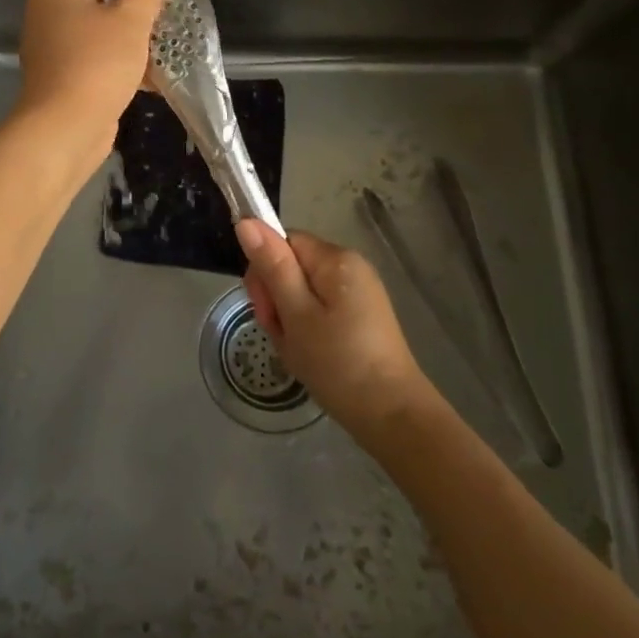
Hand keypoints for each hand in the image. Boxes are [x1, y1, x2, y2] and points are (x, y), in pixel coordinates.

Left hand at [14, 0, 182, 164]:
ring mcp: (54, 45)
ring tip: (170, 43)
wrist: (64, 131)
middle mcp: (49, 10)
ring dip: (135, 36)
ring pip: (103, 28)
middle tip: (173, 15)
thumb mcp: (131, 18)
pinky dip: (123, 61)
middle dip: (140, 6)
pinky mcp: (64, 75)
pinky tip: (154, 75)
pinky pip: (98, 57)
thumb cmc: (97, 65)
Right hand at [236, 221, 432, 439]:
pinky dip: (307, 330)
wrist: (392, 416)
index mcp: (336, 259)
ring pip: (303, 292)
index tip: (266, 309)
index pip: (283, 241)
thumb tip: (247, 221)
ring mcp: (358, 293)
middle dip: (277, 298)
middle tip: (282, 335)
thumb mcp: (296, 314)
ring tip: (298, 351)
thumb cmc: (338, 363)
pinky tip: (311, 356)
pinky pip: (320, 309)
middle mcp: (350, 267)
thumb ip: (272, 267)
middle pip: (293, 265)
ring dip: (290, 318)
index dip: (265, 271)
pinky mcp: (361, 317)